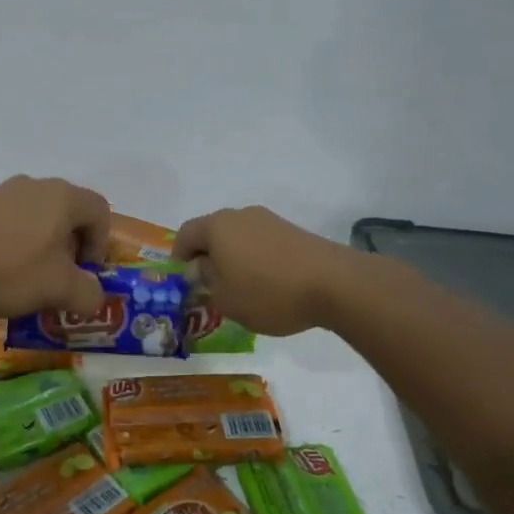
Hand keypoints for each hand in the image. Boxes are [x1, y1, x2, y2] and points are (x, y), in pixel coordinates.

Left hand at [0, 176, 110, 318]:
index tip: (85, 274)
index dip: (101, 245)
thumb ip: (88, 294)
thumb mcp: (59, 289)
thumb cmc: (9, 269)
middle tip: (60, 281)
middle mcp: (34, 186)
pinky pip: (10, 224)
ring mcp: (1, 193)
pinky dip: (15, 247)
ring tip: (29, 282)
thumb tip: (94, 297)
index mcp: (62, 196)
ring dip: (43, 250)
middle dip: (71, 250)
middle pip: (68, 214)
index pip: (100, 211)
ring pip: (38, 220)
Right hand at [174, 206, 349, 336]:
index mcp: (217, 226)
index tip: (184, 280)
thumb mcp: (225, 297)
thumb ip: (205, 280)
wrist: (334, 283)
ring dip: (233, 258)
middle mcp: (241, 215)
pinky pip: (262, 243)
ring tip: (241, 288)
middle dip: (207, 257)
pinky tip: (267, 284)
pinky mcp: (293, 231)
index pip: (186, 234)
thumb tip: (200, 267)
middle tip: (209, 285)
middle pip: (213, 232)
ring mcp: (270, 220)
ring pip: (239, 237)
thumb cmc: (268, 292)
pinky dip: (256, 259)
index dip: (179, 256)